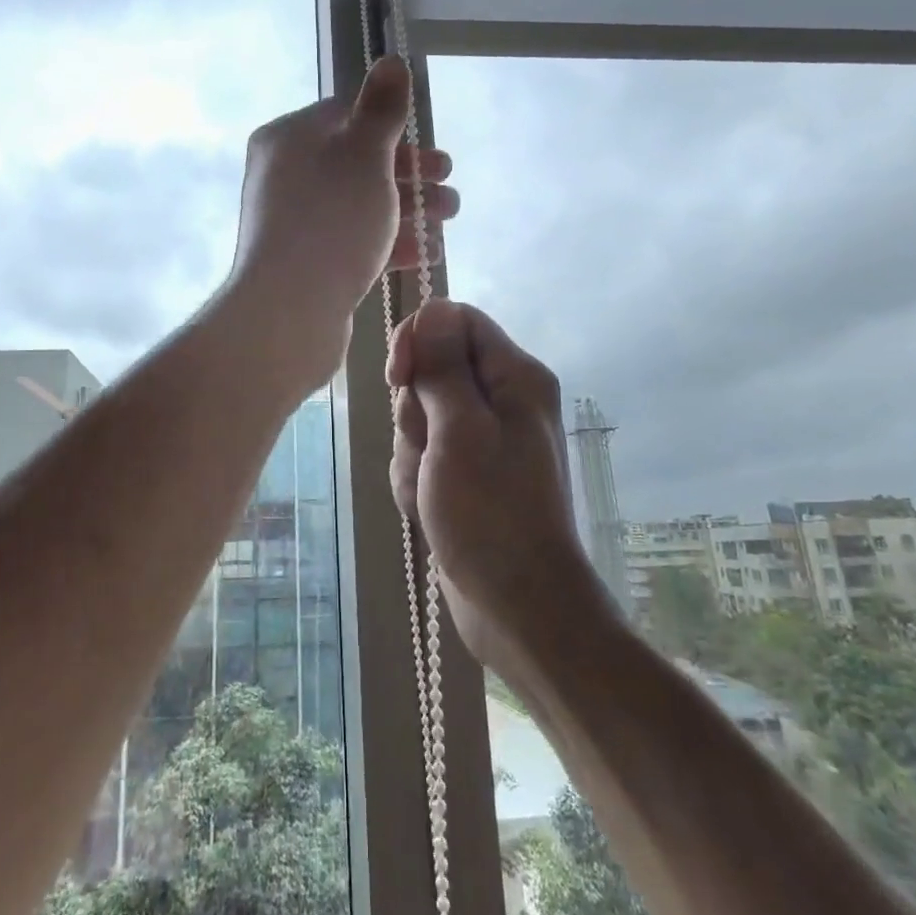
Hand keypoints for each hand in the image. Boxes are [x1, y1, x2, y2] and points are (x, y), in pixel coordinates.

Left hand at [226, 56, 457, 394]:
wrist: (288, 311)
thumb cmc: (331, 220)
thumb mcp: (364, 154)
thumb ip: (381, 109)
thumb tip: (391, 60)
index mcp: (289, 138)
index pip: (346, 116)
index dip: (395, 129)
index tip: (430, 150)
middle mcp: (286, 175)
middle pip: (358, 163)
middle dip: (411, 174)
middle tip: (449, 185)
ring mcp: (295, 222)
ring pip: (360, 204)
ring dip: (409, 208)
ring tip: (448, 220)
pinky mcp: (306, 262)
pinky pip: (353, 240)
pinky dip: (390, 242)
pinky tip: (426, 252)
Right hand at [387, 300, 606, 671]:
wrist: (517, 606)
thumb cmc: (491, 514)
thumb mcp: (460, 431)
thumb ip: (443, 366)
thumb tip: (432, 308)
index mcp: (515, 377)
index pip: (455, 320)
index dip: (419, 339)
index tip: (398, 378)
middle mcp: (503, 399)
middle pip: (432, 369)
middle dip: (414, 410)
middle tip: (430, 450)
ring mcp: (483, 438)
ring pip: (420, 414)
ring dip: (412, 452)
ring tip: (431, 490)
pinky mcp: (466, 471)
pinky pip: (423, 452)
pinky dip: (416, 478)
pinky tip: (428, 509)